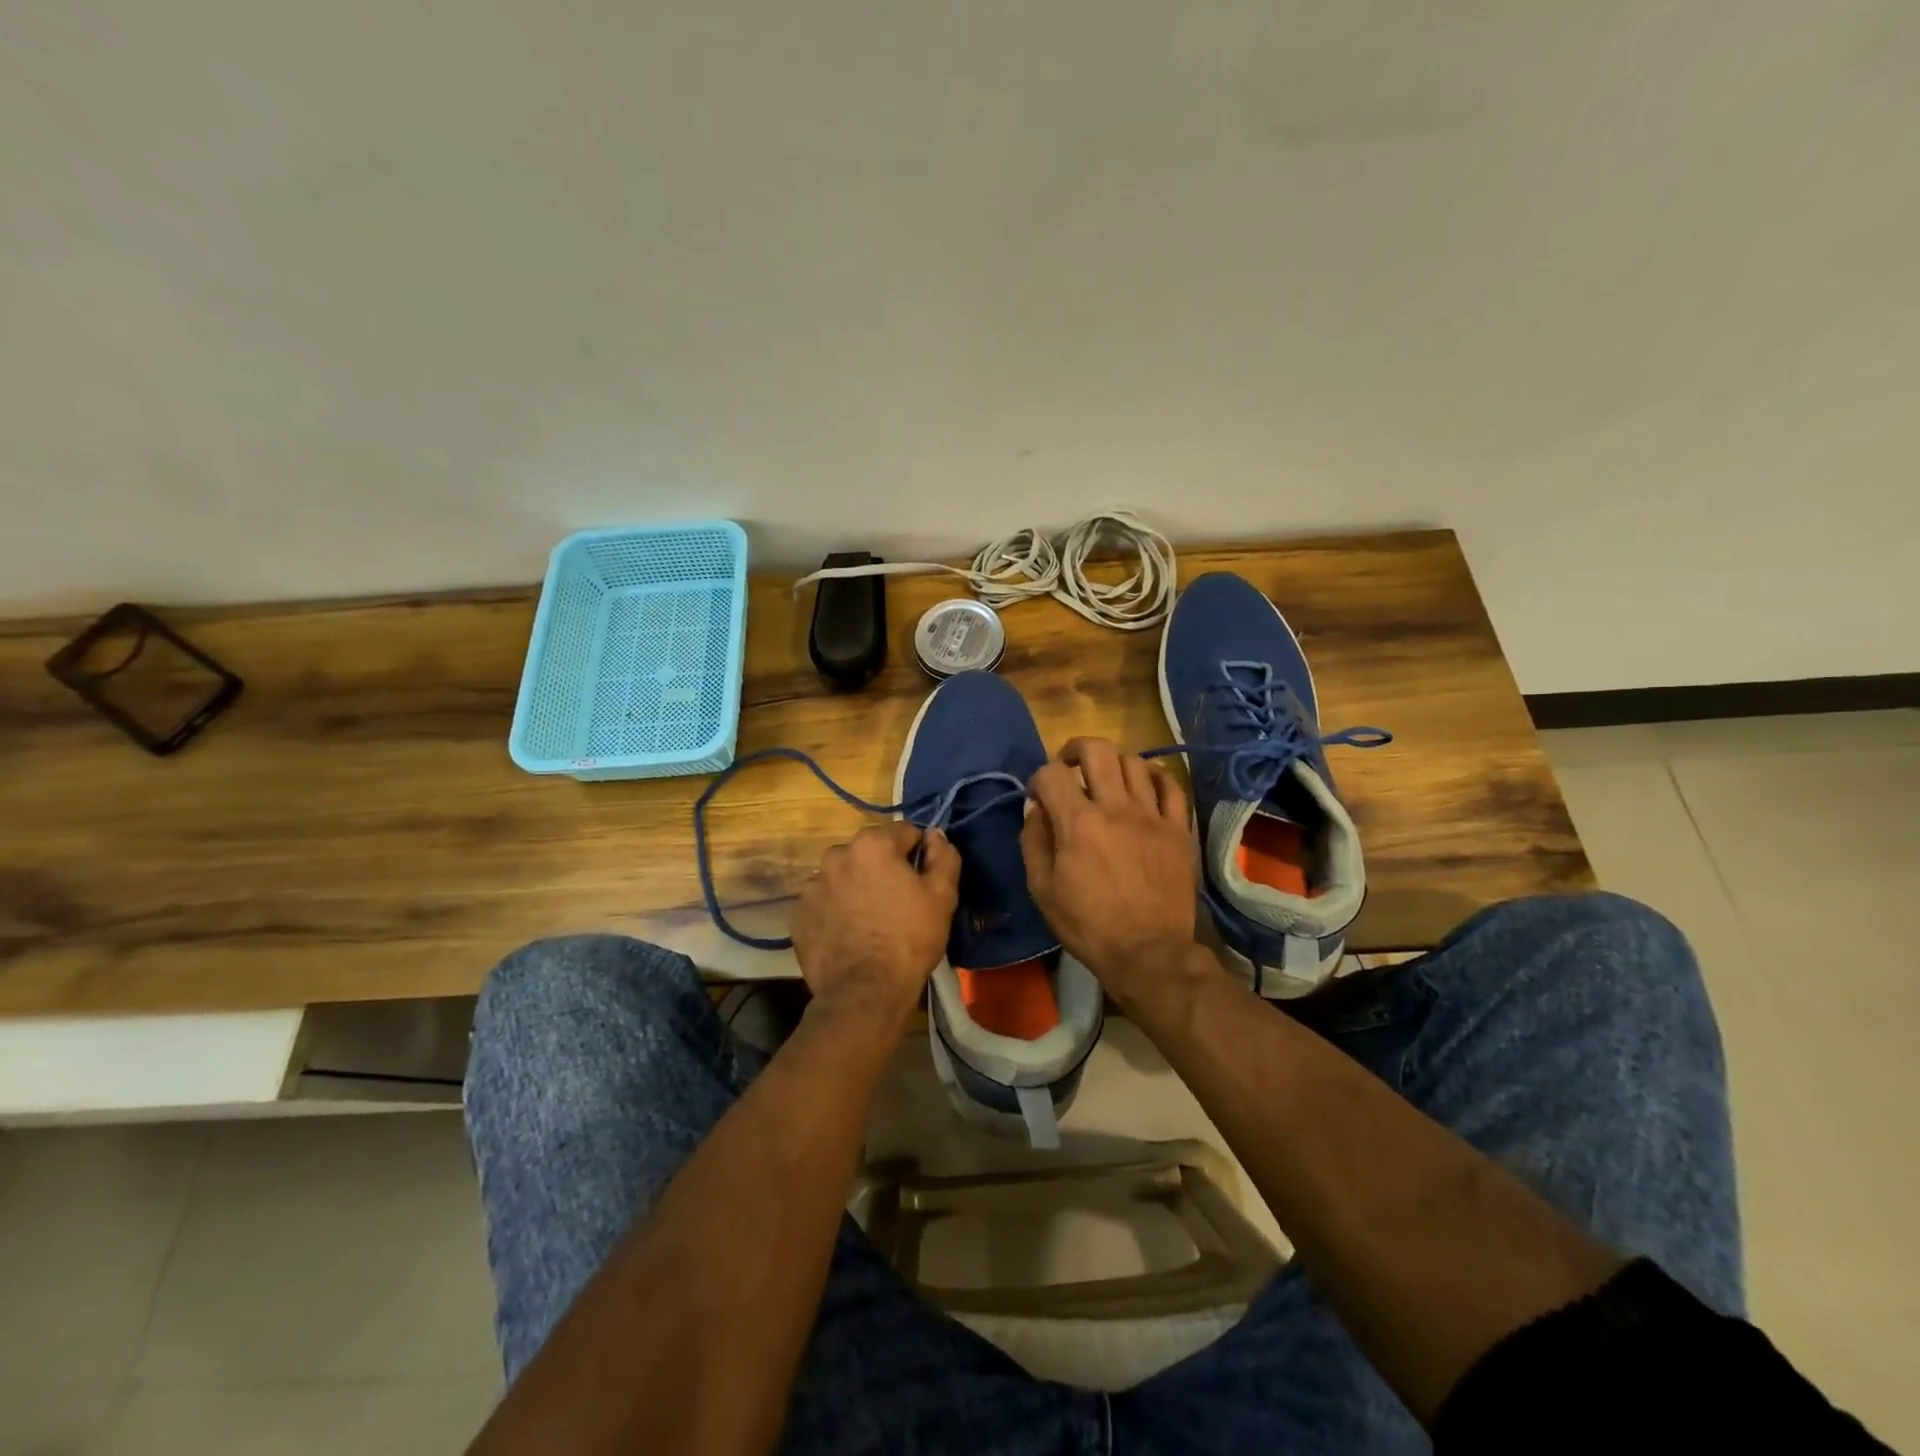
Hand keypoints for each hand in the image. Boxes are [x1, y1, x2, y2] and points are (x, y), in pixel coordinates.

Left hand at [790, 821, 960, 1026]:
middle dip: (883, 869)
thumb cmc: (909, 939)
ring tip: (869, 921)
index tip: (923, 881)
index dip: (918, 854)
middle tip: (897, 902)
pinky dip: (835, 910)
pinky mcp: (798, 914)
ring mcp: (812, 885)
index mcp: (872, 844)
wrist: (865, 992)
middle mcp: (836, 855)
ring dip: (856, 887)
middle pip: (869, 853)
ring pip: (843, 876)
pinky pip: (823, 902)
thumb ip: (944, 856)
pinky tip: (848, 934)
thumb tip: (935, 835)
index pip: (904, 833)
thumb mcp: (942, 896)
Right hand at [1022, 738, 1201, 1009]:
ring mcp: (1153, 816)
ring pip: (1135, 762)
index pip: (1052, 773)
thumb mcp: (1042, 889)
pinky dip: (1155, 777)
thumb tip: (1037, 809)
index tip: (1039, 795)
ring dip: (1114, 763)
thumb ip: (1034, 841)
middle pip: (1098, 750)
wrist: (1148, 953)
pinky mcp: (1179, 829)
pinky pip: (1171, 786)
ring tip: (1107, 779)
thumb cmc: (1088, 925)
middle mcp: (1116, 808)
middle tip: (1070, 765)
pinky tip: (1144, 785)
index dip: (1039, 777)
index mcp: (1078, 823)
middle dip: (1076, 749)